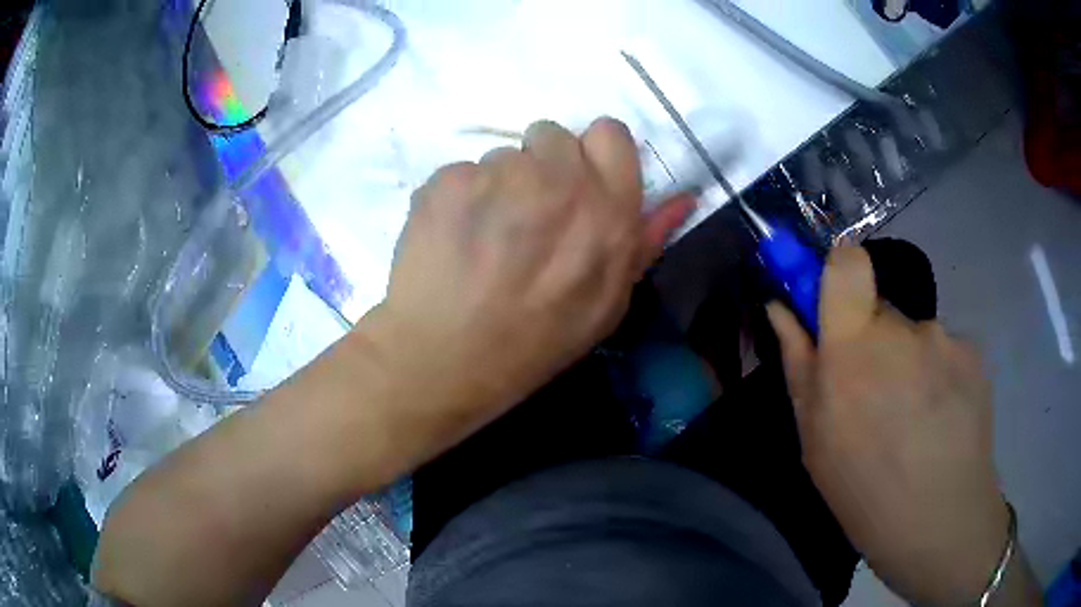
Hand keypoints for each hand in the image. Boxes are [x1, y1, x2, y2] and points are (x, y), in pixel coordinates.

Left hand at [361, 118, 692, 459]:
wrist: (446, 358)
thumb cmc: (536, 340)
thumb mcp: (608, 303)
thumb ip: (645, 241)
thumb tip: (683, 197)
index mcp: (608, 211)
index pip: (610, 133)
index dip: (592, 153)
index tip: (576, 181)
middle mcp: (559, 181)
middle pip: (553, 135)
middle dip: (542, 165)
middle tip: (526, 214)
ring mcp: (499, 177)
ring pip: (503, 155)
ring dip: (498, 185)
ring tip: (484, 236)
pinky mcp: (448, 181)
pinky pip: (459, 172)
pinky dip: (456, 198)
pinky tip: (451, 238)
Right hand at [767, 247, 1009, 604]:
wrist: (940, 523)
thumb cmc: (863, 491)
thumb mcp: (814, 439)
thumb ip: (799, 363)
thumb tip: (780, 307)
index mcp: (854, 348)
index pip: (847, 262)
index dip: (837, 269)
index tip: (833, 302)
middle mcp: (903, 329)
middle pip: (880, 309)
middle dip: (872, 340)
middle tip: (876, 398)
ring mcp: (944, 338)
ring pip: (915, 335)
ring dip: (908, 364)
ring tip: (913, 420)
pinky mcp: (974, 352)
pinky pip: (945, 350)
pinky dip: (939, 376)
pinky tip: (940, 420)